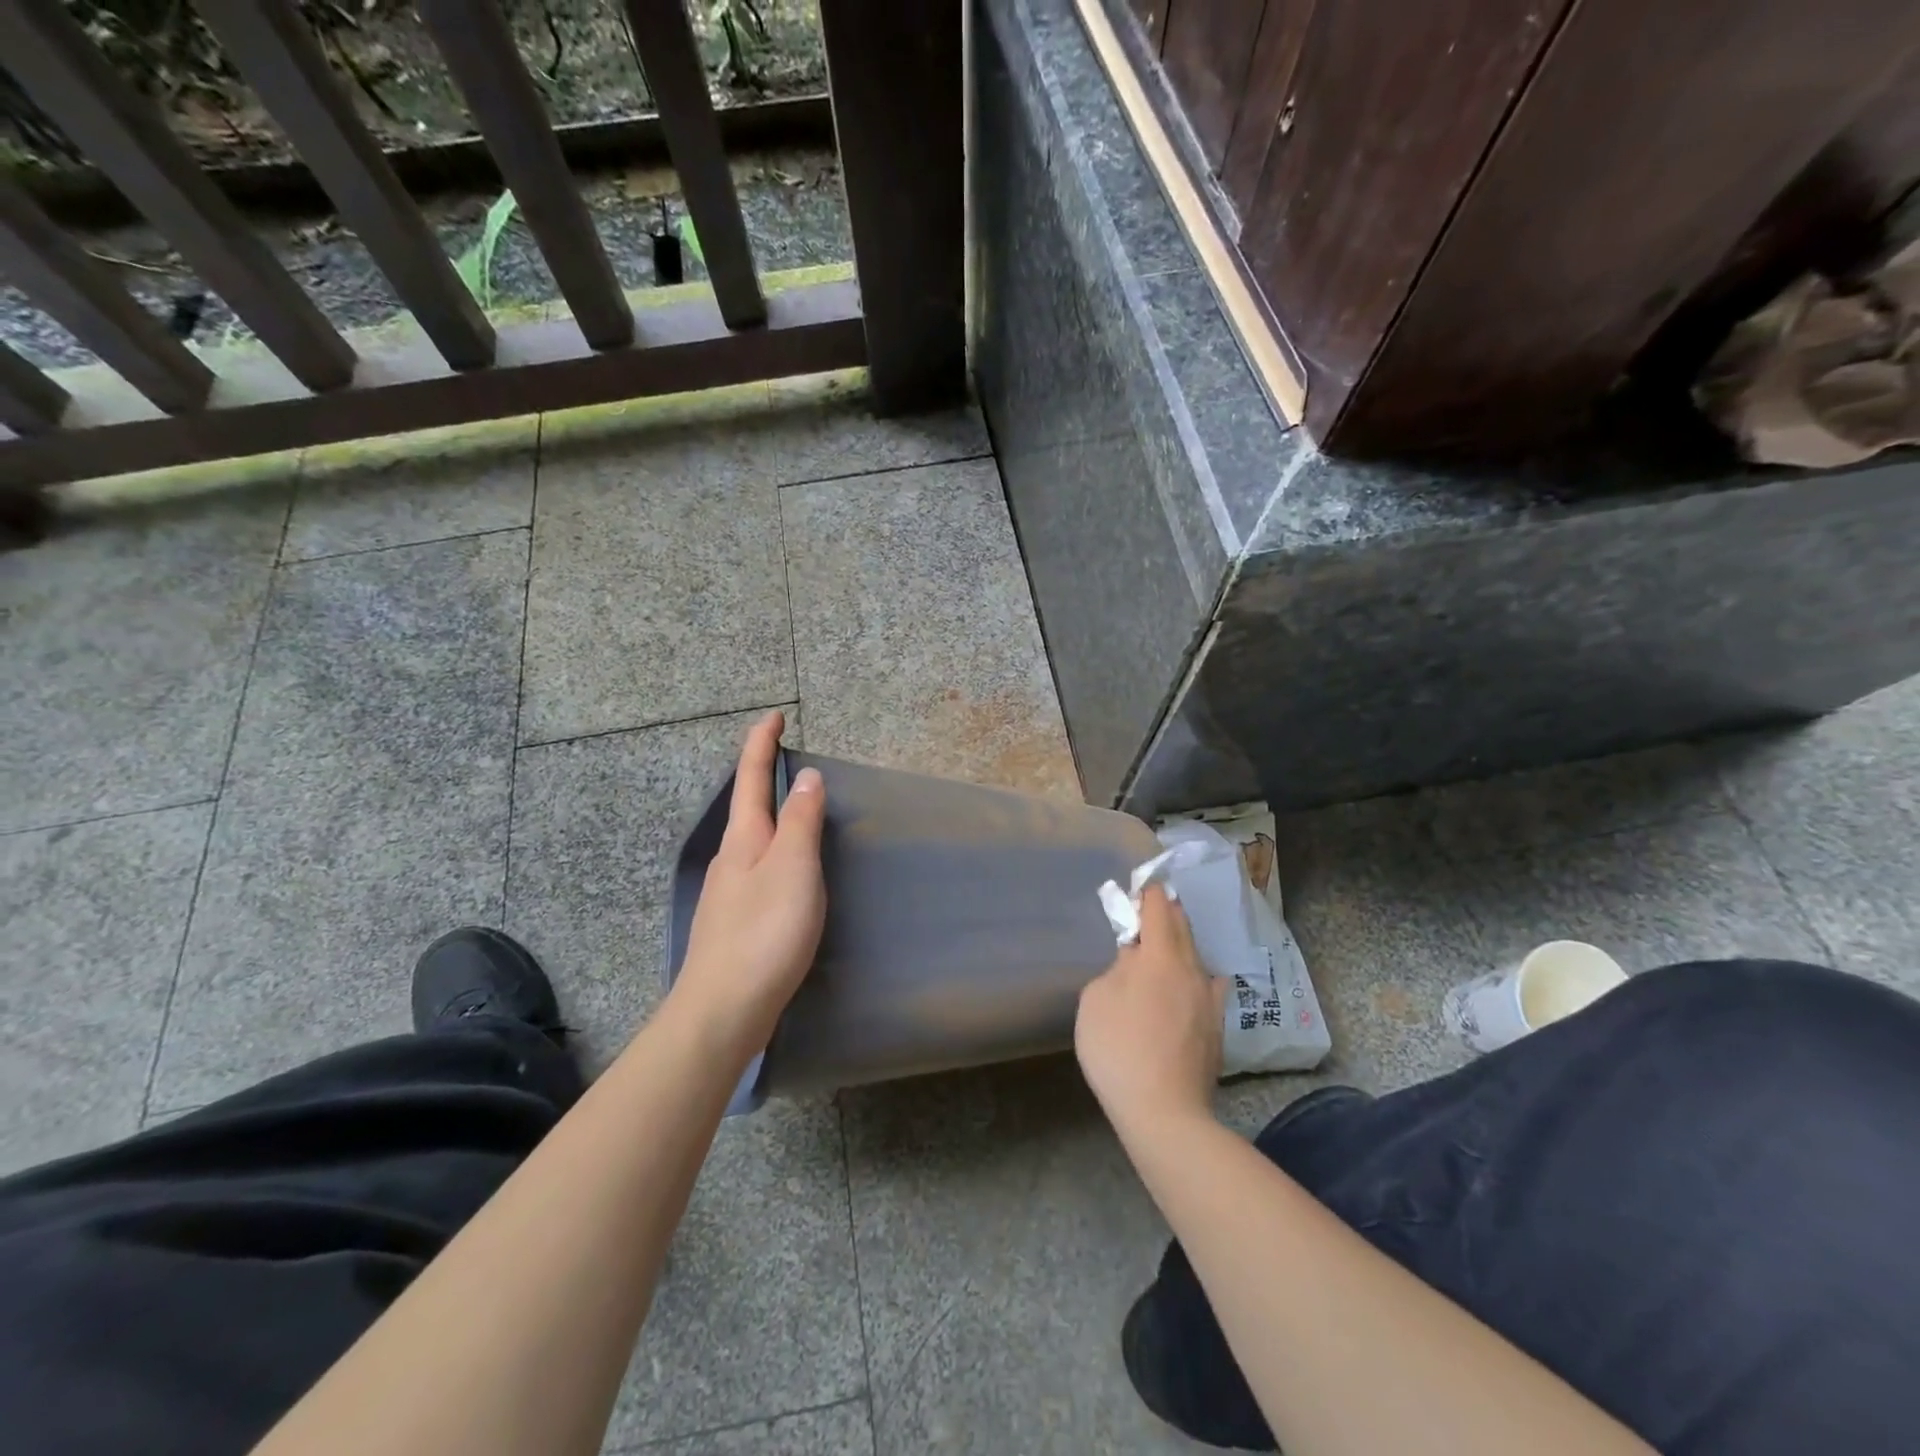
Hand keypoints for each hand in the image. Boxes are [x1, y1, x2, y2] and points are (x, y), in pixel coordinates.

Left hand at [667, 711, 826, 1061]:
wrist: (722, 1010)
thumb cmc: (764, 932)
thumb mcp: (794, 869)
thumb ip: (802, 821)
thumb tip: (806, 775)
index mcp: (745, 839)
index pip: (751, 777)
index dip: (762, 744)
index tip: (773, 716)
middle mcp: (731, 858)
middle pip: (747, 806)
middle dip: (762, 776)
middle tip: (786, 758)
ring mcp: (729, 891)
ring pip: (752, 840)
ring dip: (770, 815)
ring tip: (795, 809)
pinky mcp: (736, 921)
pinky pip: (758, 868)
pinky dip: (775, 851)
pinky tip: (787, 873)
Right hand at [1074, 885, 1225, 1137]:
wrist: (1165, 1112)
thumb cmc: (1119, 1049)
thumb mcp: (1096, 999)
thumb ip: (1116, 969)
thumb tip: (1135, 961)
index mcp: (1161, 956)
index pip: (1158, 907)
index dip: (1147, 893)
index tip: (1137, 887)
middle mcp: (1192, 969)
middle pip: (1182, 927)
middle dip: (1166, 913)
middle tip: (1149, 909)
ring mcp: (1209, 1000)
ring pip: (1196, 957)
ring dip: (1180, 945)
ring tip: (1164, 948)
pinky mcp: (1216, 1028)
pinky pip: (1206, 987)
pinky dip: (1193, 977)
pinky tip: (1190, 986)